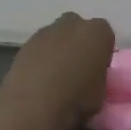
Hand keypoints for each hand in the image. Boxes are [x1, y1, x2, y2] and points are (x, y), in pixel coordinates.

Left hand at [0, 12, 114, 129]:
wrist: (34, 105)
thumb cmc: (77, 99)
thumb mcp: (102, 92)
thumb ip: (98, 77)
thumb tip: (89, 78)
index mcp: (98, 32)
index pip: (105, 36)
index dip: (101, 53)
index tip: (98, 70)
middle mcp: (72, 24)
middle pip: (78, 29)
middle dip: (78, 44)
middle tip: (77, 69)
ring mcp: (46, 31)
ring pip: (56, 37)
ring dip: (57, 50)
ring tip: (55, 78)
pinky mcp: (24, 44)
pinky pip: (39, 48)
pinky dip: (40, 59)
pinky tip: (38, 80)